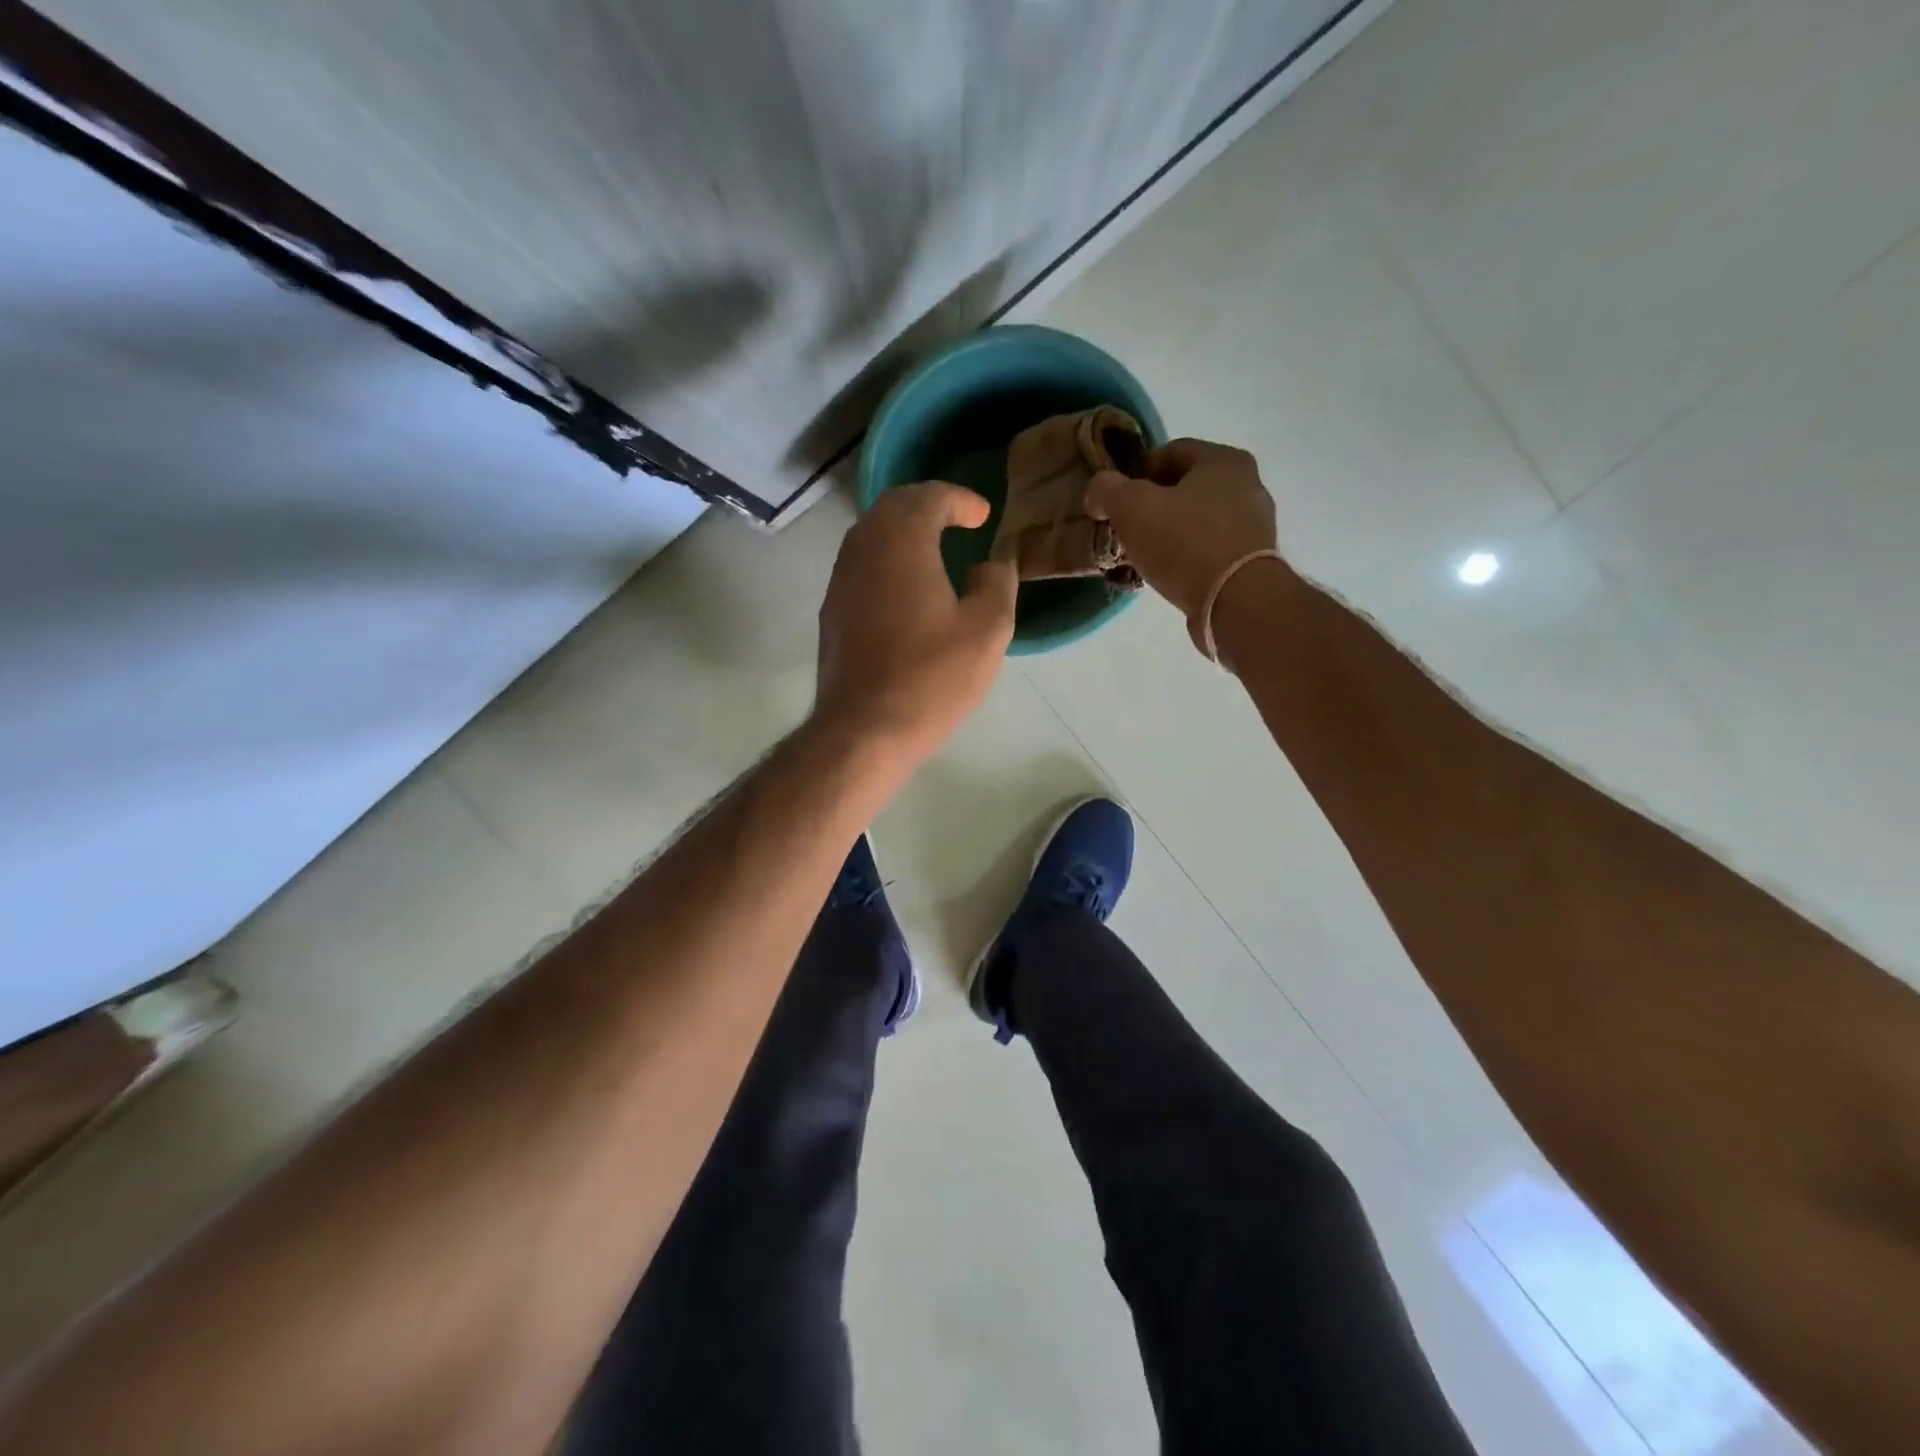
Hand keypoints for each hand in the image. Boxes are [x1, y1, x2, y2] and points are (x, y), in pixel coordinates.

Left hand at [815, 483, 1017, 767]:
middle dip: (927, 505)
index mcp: (903, 543)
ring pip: (870, 534)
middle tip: (957, 519)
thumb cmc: (932, 678)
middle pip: (892, 507)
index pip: (928, 497)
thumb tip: (992, 563)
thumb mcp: (987, 631)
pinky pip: (860, 564)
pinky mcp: (832, 611)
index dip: (959, 499)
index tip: (983, 516)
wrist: (865, 729)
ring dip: (902, 531)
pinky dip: (886, 558)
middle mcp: (863, 549)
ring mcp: (841, 580)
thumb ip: (997, 584)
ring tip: (934, 548)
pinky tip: (906, 586)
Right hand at [1086, 438, 1279, 647]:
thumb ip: (1106, 490)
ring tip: (1142, 558)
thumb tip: (1098, 492)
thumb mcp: (1131, 507)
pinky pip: (1209, 551)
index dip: (1135, 473)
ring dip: (1168, 535)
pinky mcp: (1252, 562)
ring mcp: (1254, 526)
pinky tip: (1168, 576)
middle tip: (1125, 531)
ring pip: (1197, 521)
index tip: (1115, 502)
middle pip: (1184, 489)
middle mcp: (1247, 485)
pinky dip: (1186, 558)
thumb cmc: (1184, 543)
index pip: (1170, 452)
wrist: (1235, 602)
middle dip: (1151, 507)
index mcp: (1224, 460)